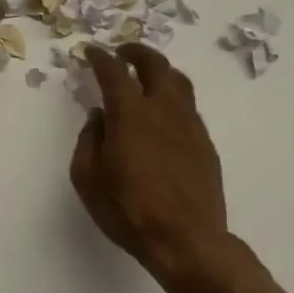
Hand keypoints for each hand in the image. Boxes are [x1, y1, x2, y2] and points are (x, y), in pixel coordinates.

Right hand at [71, 44, 236, 279]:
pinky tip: (164, 114)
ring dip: (160, 71)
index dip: (100, 57)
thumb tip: (98, 117)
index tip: (90, 51)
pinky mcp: (206, 144)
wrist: (186, 241)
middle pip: (156, 65)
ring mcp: (190, 125)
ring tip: (147, 76)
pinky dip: (173, 98)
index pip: (114, 72)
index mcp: (131, 114)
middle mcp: (163, 110)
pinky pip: (189, 108)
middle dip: (137, 52)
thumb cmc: (128, 210)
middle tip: (123, 52)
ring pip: (179, 82)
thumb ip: (89, 140)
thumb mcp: (87, 178)